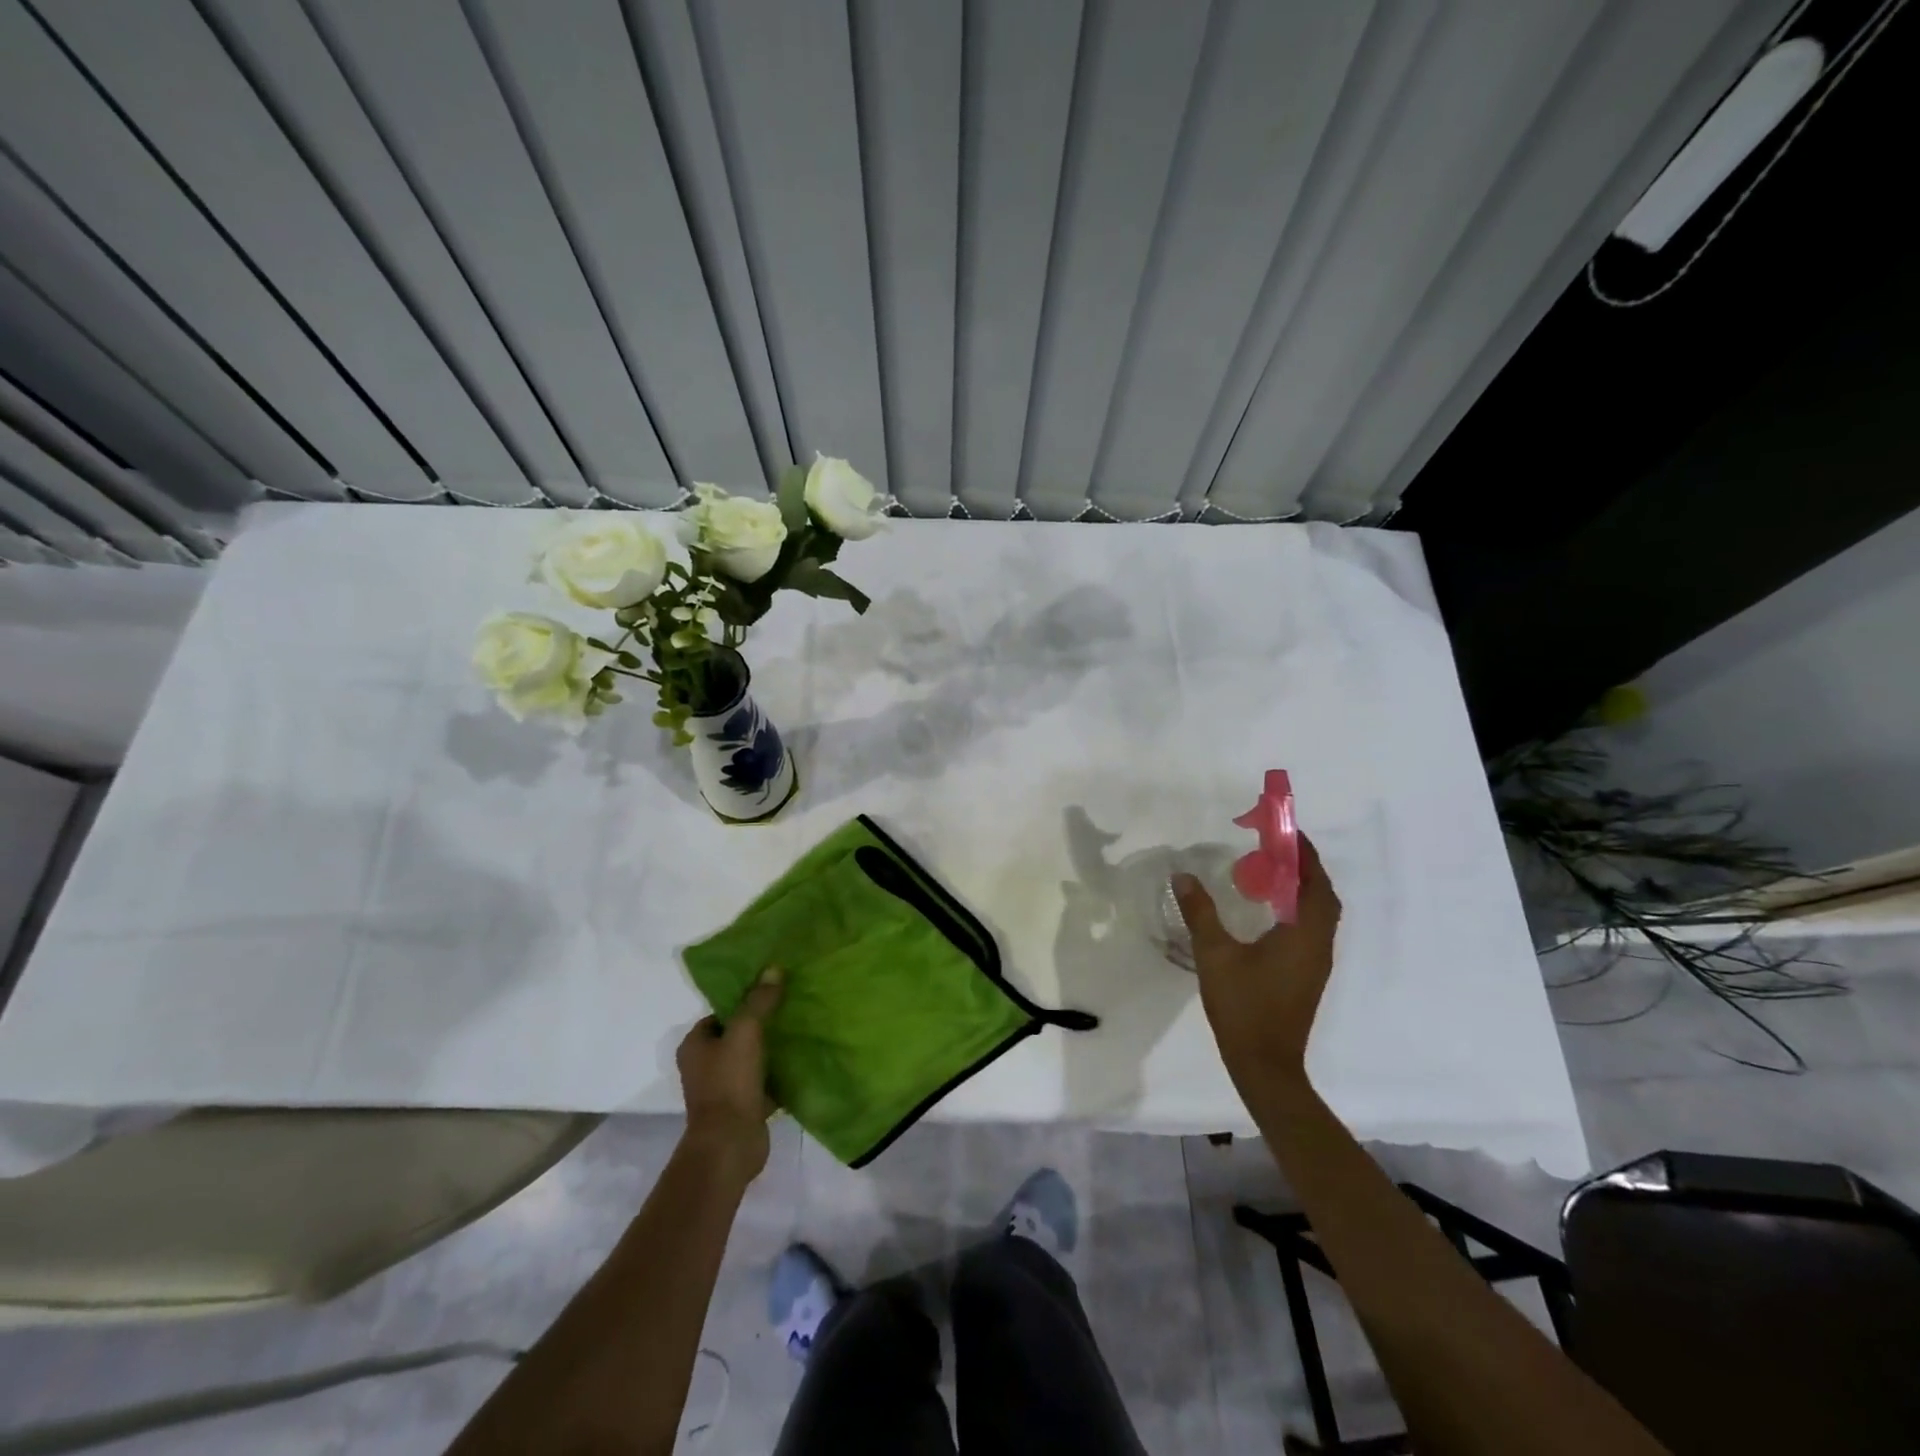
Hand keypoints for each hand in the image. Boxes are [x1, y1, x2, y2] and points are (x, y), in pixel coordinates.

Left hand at [676, 966, 783, 1181]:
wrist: (730, 1144)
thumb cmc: (729, 1082)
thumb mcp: (745, 1032)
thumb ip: (759, 1001)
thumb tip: (773, 969)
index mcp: (695, 1046)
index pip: (719, 1014)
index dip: (742, 1002)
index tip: (770, 992)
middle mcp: (704, 1066)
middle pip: (736, 1036)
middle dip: (761, 1024)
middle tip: (790, 1007)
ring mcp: (723, 1088)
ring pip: (752, 1059)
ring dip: (771, 1049)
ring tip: (800, 1029)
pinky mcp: (743, 1107)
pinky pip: (764, 1082)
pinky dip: (779, 1074)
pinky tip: (802, 1061)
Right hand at [1174, 834, 1341, 1096]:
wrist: (1265, 1064)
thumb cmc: (1243, 1006)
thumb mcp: (1215, 955)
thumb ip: (1200, 913)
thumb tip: (1183, 876)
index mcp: (1304, 935)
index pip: (1315, 883)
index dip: (1304, 854)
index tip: (1286, 831)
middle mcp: (1319, 945)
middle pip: (1322, 896)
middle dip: (1304, 868)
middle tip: (1275, 848)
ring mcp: (1316, 962)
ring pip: (1318, 914)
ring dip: (1302, 889)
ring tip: (1270, 872)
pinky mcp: (1308, 975)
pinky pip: (1310, 929)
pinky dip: (1297, 909)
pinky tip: (1268, 911)